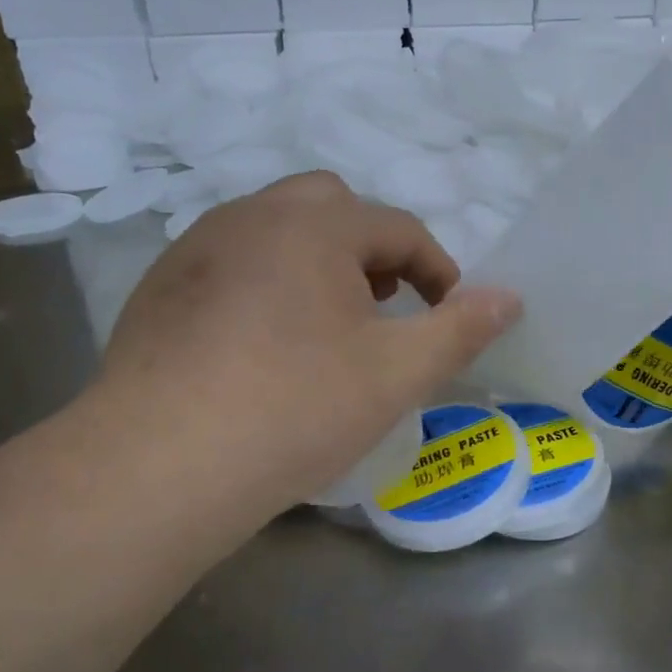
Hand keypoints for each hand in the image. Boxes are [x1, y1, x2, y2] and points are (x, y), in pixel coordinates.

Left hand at [90, 173, 520, 513]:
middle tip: (383, 308)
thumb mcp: (397, 373)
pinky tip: (261, 347)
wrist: (162, 463)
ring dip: (316, 263)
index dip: (437, 268)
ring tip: (327, 328)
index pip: (398, 228)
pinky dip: (265, 285)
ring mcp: (197, 248)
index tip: (449, 311)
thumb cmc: (296, 408)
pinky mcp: (160, 287)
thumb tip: (511, 297)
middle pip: (330, 208)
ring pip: (275, 232)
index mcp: (315, 225)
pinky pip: (231, 264)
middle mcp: (252, 216)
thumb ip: (461, 329)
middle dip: (371, 251)